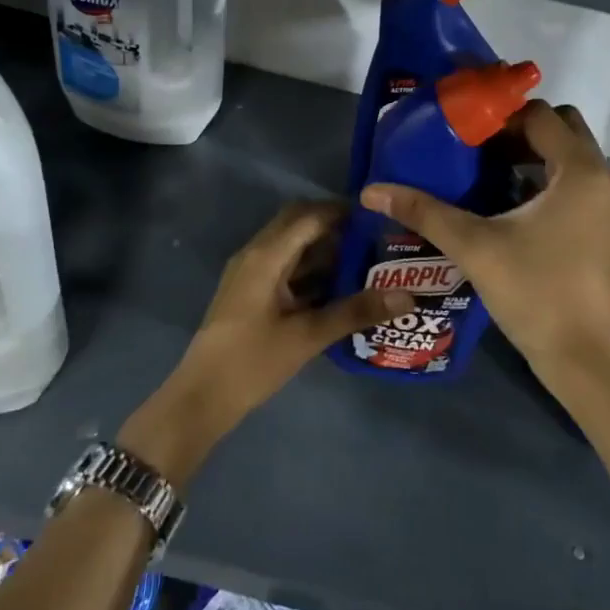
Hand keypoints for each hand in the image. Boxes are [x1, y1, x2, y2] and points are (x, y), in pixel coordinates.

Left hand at [120, 202, 411, 483]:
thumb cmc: (253, 361)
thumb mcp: (309, 336)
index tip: (378, 217)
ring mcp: (249, 273)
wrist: (202, 397)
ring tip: (363, 260)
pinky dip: (309, 268)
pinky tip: (336, 288)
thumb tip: (407, 296)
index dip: (343, 211)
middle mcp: (255, 254)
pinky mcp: (250, 292)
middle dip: (334, 226)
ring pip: (290, 245)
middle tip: (372, 238)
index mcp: (266, 255)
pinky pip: (284, 265)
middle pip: (298, 223)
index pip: (309, 216)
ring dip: (322, 248)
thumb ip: (356, 311)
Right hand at [361, 102, 609, 390]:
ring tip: (493, 178)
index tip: (467, 134)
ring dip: (538, 159)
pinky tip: (519, 214)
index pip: (542, 116)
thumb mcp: (474, 247)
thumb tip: (372, 190)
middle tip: (482, 151)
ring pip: (576, 161)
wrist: (584, 358)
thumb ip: (424, 212)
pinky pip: (583, 189)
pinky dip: (555, 185)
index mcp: (580, 171)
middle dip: (524, 132)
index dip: (502, 116)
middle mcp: (605, 180)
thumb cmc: (532, 292)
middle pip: (565, 131)